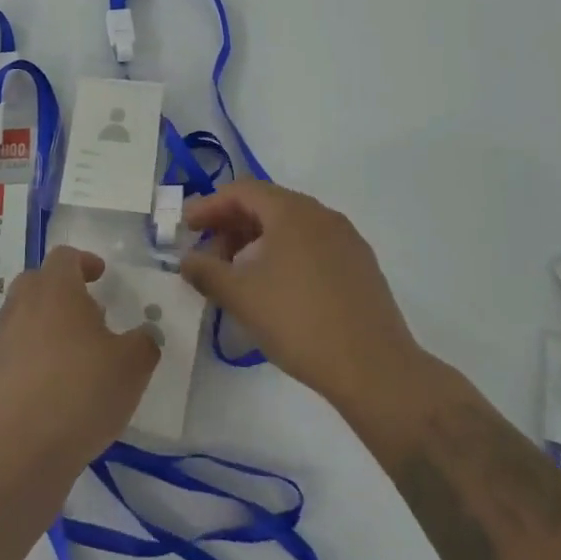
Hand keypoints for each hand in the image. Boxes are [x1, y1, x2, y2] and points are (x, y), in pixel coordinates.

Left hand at [0, 246, 159, 472]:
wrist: (12, 457)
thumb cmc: (79, 397)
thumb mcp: (132, 368)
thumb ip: (143, 343)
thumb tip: (143, 334)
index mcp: (54, 291)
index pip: (64, 257)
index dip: (84, 262)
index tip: (100, 276)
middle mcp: (18, 307)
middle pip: (36, 284)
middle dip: (60, 293)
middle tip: (86, 319)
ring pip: (18, 321)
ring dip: (40, 331)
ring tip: (66, 365)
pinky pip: (4, 359)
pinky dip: (22, 366)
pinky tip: (42, 398)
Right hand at [179, 181, 423, 415]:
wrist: (374, 368)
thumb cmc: (299, 322)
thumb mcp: (241, 296)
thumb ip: (206, 271)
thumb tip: (186, 260)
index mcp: (293, 211)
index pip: (242, 191)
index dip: (209, 206)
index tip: (186, 228)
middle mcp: (322, 215)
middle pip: (268, 204)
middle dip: (231, 224)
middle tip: (208, 253)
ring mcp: (346, 239)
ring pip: (291, 226)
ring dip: (257, 240)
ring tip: (237, 273)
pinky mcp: (360, 265)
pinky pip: (312, 245)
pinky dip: (284, 253)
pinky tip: (275, 286)